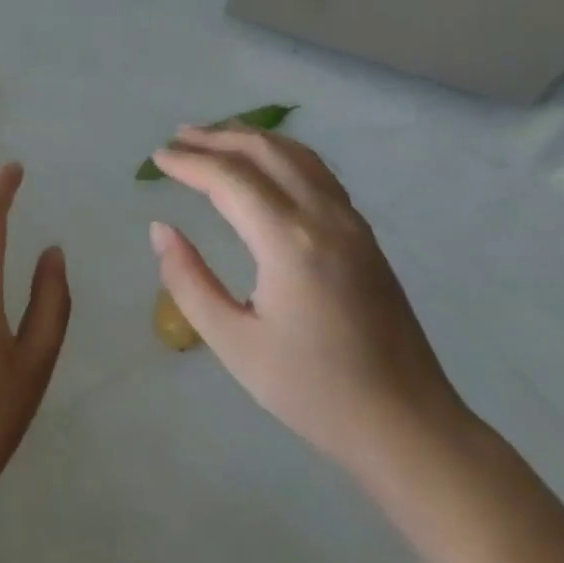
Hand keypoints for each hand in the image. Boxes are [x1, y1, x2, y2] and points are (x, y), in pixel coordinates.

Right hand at [149, 126, 470, 482]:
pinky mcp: (364, 235)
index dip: (188, 163)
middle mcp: (323, 217)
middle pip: (264, 152)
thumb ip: (188, 281)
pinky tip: (265, 164)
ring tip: (214, 138)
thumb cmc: (312, 391)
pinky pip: (317, 172)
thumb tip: (160, 229)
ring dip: (251, 138)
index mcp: (289, 242)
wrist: (407, 425)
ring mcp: (350, 222)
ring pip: (296, 154)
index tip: (156, 158)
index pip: (229, 179)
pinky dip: (281, 153)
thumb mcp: (234, 344)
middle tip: (178, 137)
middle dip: (217, 137)